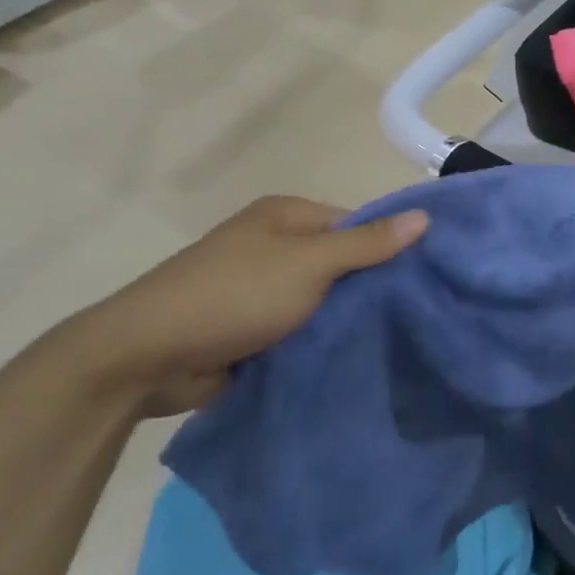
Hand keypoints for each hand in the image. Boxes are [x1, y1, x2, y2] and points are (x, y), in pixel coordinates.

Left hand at [52, 195, 427, 416]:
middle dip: (370, 289)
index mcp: (285, 216)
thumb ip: (367, 243)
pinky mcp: (254, 329)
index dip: (389, 248)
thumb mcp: (309, 263)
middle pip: (340, 263)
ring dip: (347, 321)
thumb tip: (425, 217)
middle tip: (416, 316)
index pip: (355, 224)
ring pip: (323, 302)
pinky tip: (357, 358)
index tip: (424, 279)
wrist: (148, 356)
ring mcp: (262, 289)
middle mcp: (275, 245)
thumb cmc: (234, 294)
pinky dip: (322, 343)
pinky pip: (302, 331)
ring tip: (398, 341)